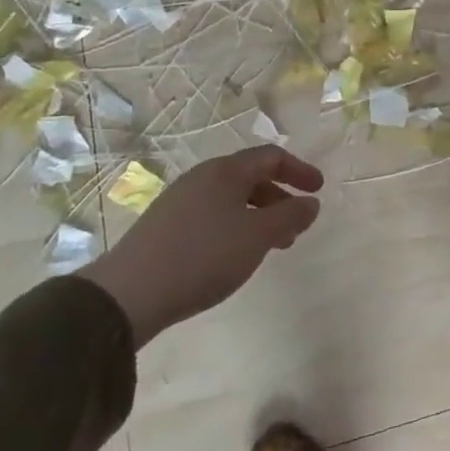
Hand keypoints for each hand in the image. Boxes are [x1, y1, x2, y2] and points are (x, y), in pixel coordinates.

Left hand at [83, 145, 323, 345]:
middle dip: (280, 199)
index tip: (319, 190)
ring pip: (231, 200)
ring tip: (270, 247)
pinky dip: (236, 228)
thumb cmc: (205, 255)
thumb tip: (311, 203)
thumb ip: (291, 215)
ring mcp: (179, 202)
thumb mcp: (259, 235)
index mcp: (225, 171)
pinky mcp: (165, 227)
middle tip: (296, 227)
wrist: (130, 293)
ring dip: (259, 217)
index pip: (271, 157)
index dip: (300, 170)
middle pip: (251, 178)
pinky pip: (212, 216)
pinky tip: (235, 256)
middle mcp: (202, 178)